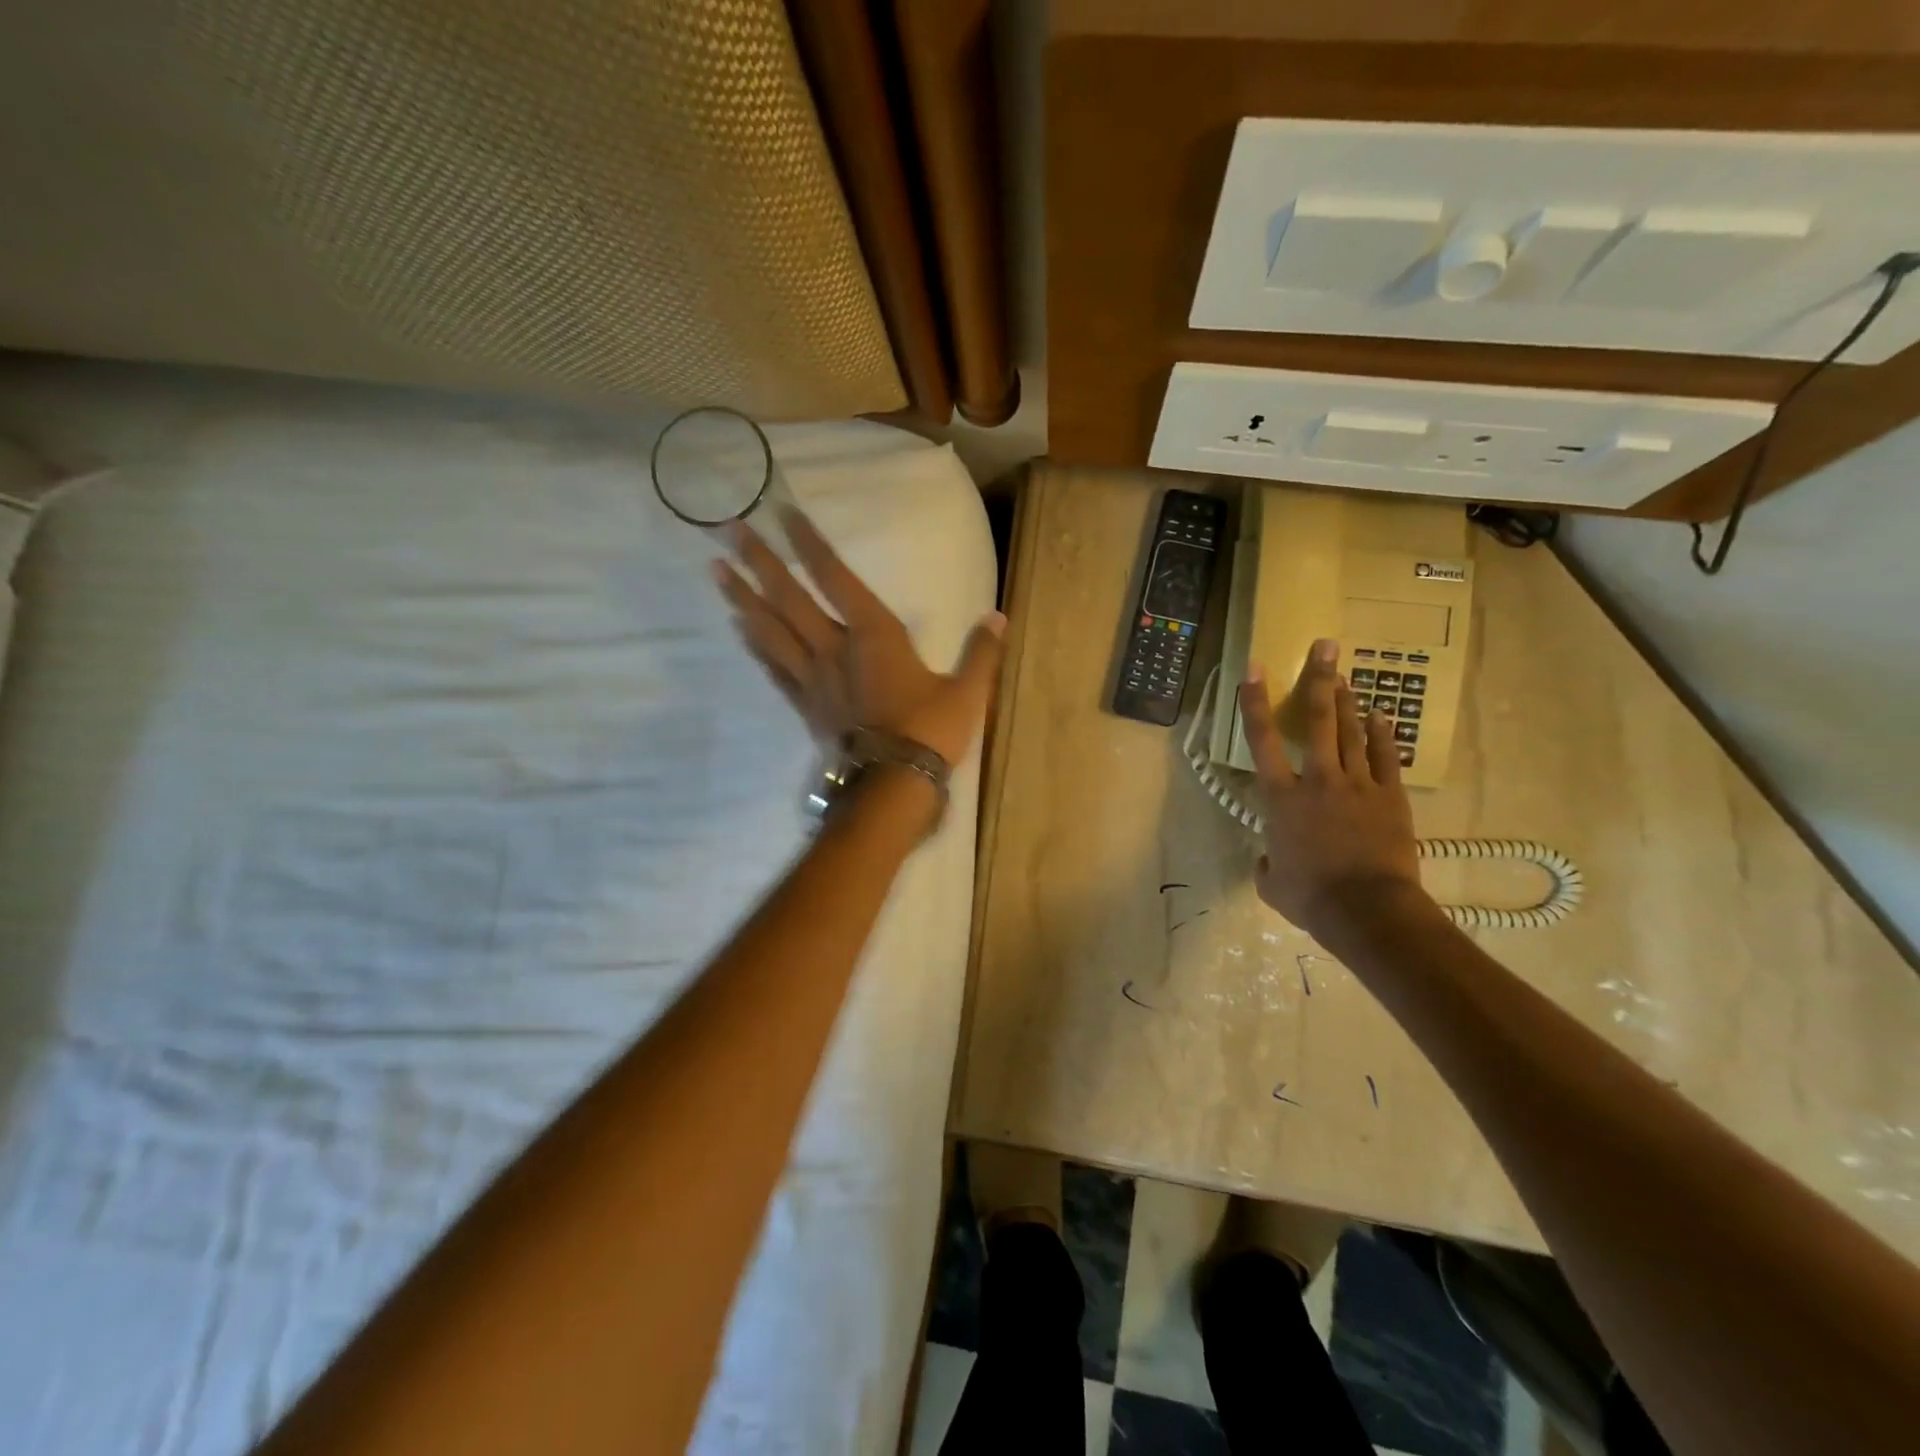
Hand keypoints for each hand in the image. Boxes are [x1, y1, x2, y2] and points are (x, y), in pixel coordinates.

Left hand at [711, 505, 1005, 767]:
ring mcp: (814, 679)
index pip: (835, 577)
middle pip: (789, 598)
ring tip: (717, 572)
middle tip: (726, 529)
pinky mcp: (806, 707)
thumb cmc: (929, 732)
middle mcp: (834, 648)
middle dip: (759, 561)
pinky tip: (738, 629)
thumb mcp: (966, 692)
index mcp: (874, 635)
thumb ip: (980, 653)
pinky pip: (774, 669)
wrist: (892, 786)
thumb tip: (998, 617)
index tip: (782, 512)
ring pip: (771, 631)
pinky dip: (755, 646)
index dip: (809, 543)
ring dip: (743, 598)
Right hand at [1238, 639, 1426, 939]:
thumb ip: (1268, 862)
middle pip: (1318, 721)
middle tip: (1325, 647)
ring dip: (1348, 701)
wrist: (1368, 910)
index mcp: (1281, 798)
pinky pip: (1387, 759)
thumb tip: (1271, 858)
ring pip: (1353, 733)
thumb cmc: (1311, 898)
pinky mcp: (1391, 798)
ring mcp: (1358, 785)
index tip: (1253, 670)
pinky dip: (1384, 736)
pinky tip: (1382, 716)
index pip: (1261, 741)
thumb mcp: (1272, 884)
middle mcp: (1317, 780)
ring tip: (1345, 674)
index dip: (1253, 703)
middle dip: (1319, 681)